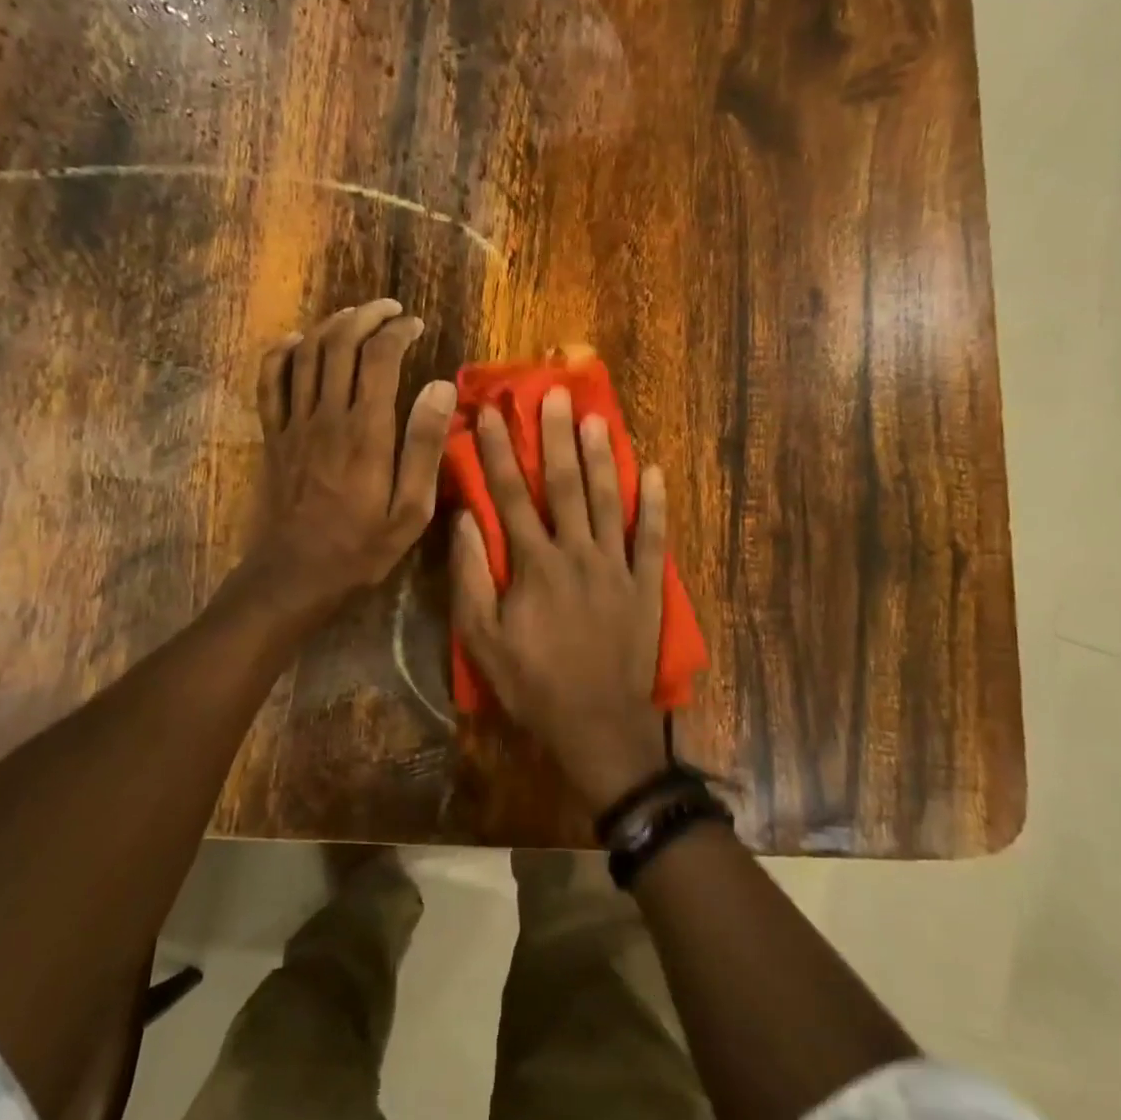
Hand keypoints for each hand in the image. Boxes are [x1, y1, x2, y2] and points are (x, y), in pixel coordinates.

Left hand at [245, 300, 455, 619]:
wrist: (295, 575)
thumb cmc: (361, 547)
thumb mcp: (410, 509)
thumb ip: (424, 445)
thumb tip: (440, 386)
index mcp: (365, 431)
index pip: (378, 358)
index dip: (397, 331)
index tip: (415, 325)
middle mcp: (326, 416)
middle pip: (339, 344)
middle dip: (366, 316)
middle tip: (389, 310)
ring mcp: (293, 424)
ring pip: (306, 354)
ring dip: (330, 326)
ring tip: (354, 316)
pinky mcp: (273, 436)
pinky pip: (269, 382)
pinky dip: (281, 354)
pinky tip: (296, 342)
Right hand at [449, 386, 671, 811]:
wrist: (596, 725)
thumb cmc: (532, 683)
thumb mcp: (482, 638)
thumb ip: (471, 575)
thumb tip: (463, 519)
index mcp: (535, 564)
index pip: (511, 495)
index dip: (497, 453)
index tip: (488, 415)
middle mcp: (578, 553)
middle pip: (565, 485)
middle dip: (555, 437)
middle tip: (553, 394)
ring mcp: (617, 567)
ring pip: (610, 500)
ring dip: (602, 456)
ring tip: (596, 417)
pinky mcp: (646, 585)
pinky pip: (653, 537)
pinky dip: (656, 504)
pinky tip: (655, 472)